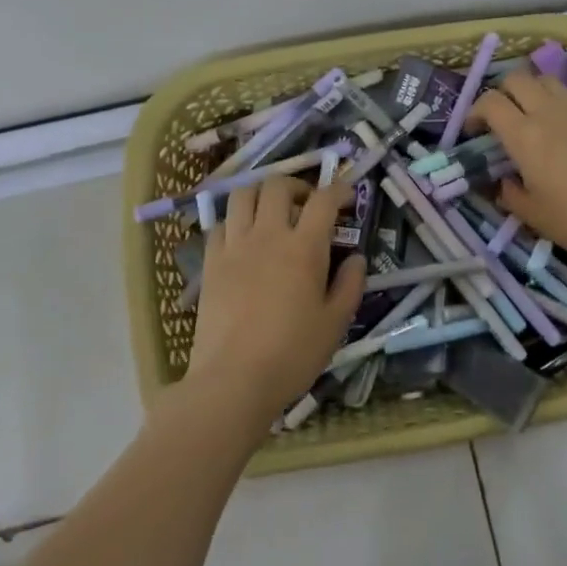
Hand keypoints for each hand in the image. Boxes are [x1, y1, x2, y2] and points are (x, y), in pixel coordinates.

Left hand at [184, 177, 365, 426]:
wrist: (233, 380)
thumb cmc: (292, 354)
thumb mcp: (336, 323)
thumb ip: (350, 285)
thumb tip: (356, 258)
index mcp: (304, 247)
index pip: (324, 200)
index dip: (339, 189)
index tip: (347, 196)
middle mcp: (268, 235)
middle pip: (277, 185)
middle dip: (297, 186)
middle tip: (307, 205)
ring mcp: (234, 246)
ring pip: (243, 195)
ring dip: (262, 194)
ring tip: (272, 212)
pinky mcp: (210, 262)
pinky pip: (220, 224)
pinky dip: (235, 221)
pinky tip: (243, 239)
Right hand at [468, 70, 566, 269]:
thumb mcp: (531, 214)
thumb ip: (509, 192)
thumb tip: (504, 182)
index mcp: (524, 135)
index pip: (490, 102)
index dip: (476, 111)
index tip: (476, 130)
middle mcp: (549, 112)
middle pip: (517, 79)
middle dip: (504, 93)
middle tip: (504, 118)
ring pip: (548, 81)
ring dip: (534, 93)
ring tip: (537, 117)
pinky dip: (563, 106)